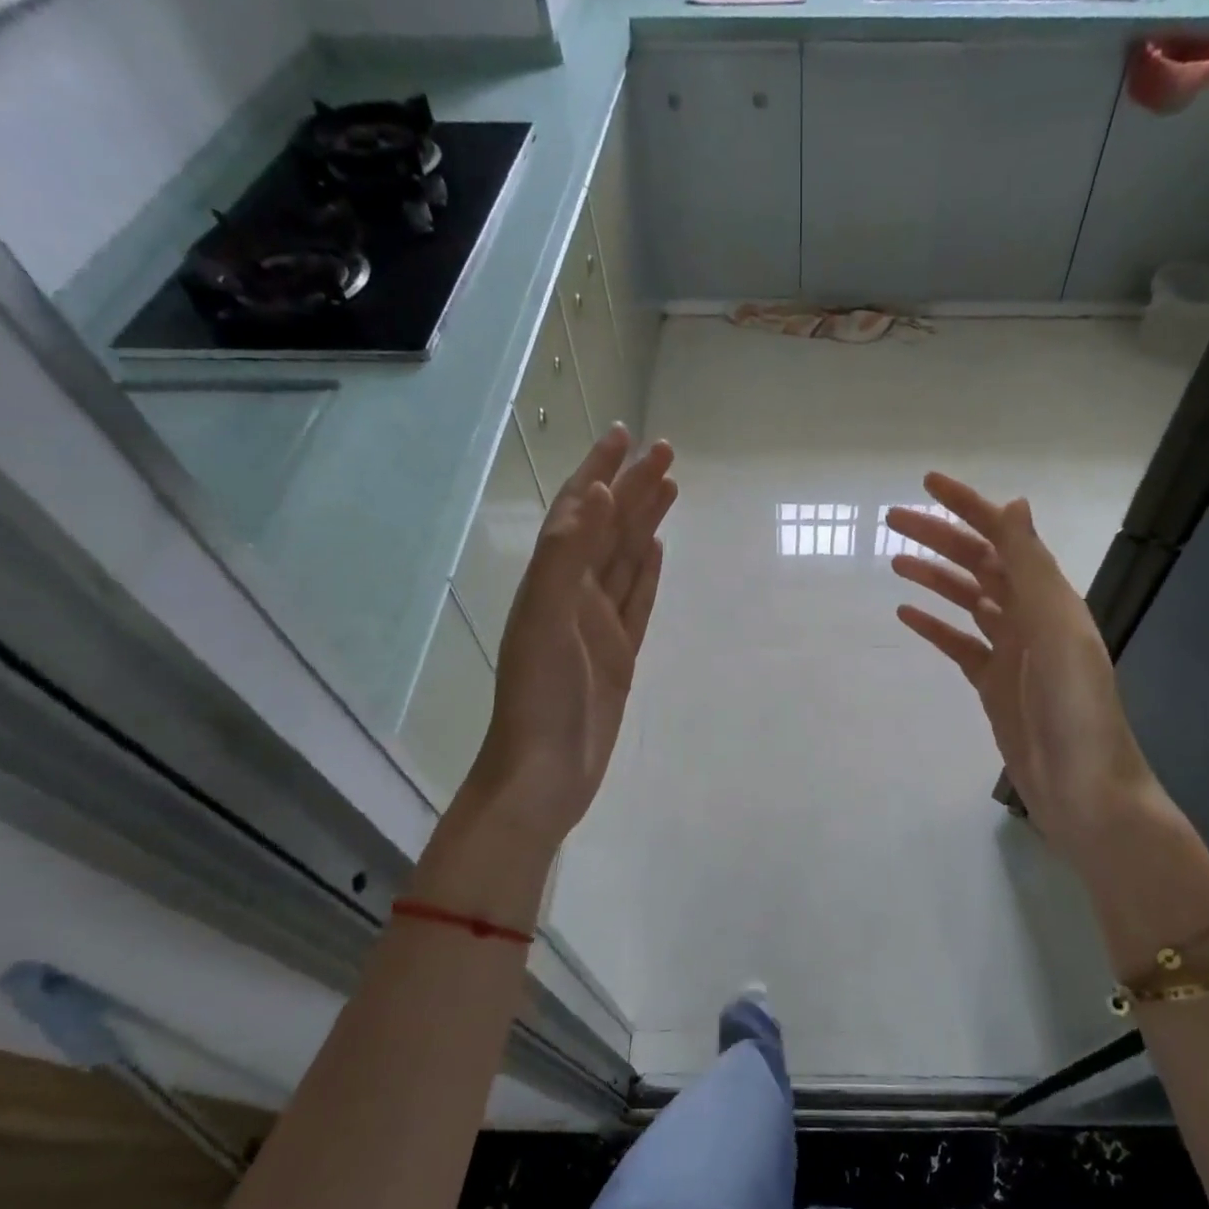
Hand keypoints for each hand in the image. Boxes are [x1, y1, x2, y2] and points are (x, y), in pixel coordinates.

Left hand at [457, 423, 675, 855]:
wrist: (545, 774)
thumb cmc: (540, 698)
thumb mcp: (546, 621)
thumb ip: (567, 557)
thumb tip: (597, 494)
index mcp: (552, 582)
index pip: (579, 512)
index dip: (599, 471)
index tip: (624, 434)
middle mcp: (574, 595)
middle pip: (608, 530)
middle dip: (633, 488)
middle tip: (665, 452)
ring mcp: (598, 626)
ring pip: (625, 560)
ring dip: (643, 523)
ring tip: (668, 489)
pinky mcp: (619, 654)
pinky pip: (636, 602)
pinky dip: (646, 574)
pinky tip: (655, 552)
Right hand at [886, 474, 1159, 880]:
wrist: (1084, 791)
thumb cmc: (1075, 711)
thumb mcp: (1057, 633)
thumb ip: (1034, 571)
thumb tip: (1015, 505)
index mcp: (1049, 598)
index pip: (1003, 538)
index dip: (967, 507)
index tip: (926, 485)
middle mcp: (1031, 616)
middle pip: (978, 564)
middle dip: (939, 537)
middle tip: (892, 520)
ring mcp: (1012, 651)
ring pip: (967, 600)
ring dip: (934, 577)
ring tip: (894, 560)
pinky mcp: (993, 684)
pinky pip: (959, 644)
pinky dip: (934, 626)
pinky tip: (906, 615)